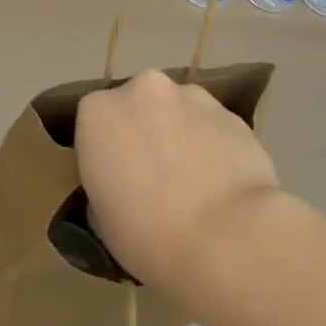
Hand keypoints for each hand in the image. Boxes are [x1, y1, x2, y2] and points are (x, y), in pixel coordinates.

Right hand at [74, 68, 281, 293]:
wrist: (226, 235)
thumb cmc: (148, 233)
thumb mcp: (101, 219)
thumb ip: (106, 185)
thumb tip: (123, 185)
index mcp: (98, 112)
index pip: (93, 123)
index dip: (105, 151)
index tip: (115, 180)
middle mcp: (143, 90)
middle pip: (138, 106)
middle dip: (144, 131)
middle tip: (153, 176)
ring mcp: (192, 96)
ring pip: (178, 111)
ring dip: (180, 134)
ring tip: (193, 180)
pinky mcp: (232, 113)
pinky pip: (212, 126)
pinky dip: (212, 144)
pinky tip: (221, 181)